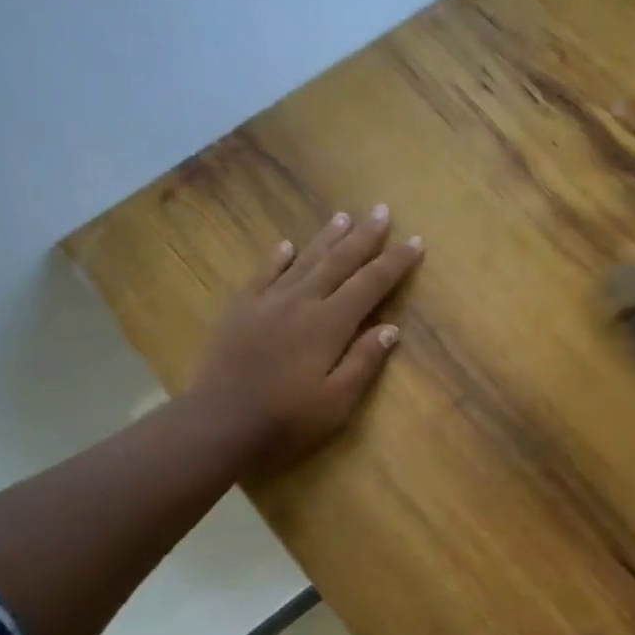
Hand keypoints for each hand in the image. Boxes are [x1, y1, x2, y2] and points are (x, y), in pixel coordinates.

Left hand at [188, 205, 423, 471]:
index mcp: (329, 325)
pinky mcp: (240, 310)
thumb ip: (363, 362)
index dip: (394, 263)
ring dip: (326, 238)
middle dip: (364, 237)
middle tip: (382, 211)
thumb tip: (390, 329)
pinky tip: (287, 245)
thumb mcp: (337, 403)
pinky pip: (263, 273)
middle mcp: (300, 302)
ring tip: (344, 216)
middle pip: (338, 262)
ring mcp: (266, 302)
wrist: (220, 424)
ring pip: (303, 260)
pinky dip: (278, 257)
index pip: (370, 285)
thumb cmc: (286, 421)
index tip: (415, 241)